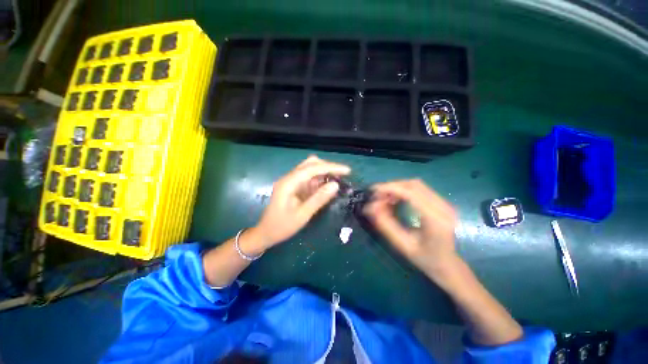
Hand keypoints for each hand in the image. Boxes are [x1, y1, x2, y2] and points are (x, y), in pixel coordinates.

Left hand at [252, 156, 350, 249]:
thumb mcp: (302, 215)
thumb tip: (336, 185)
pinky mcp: (294, 186)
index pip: (312, 168)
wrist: (266, 233)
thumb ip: (319, 198)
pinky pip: (309, 179)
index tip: (347, 171)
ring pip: (310, 169)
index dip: (331, 167)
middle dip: (328, 167)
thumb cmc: (282, 226)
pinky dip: (319, 180)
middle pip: (310, 164)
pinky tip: (327, 186)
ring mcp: (291, 181)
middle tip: (343, 175)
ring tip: (338, 180)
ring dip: (324, 173)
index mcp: (289, 183)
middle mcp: (289, 178)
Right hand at [363, 179, 458, 278]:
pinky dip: (404, 190)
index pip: (411, 193)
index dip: (390, 188)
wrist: (448, 265)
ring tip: (385, 198)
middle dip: (392, 186)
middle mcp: (444, 207)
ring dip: (397, 188)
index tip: (373, 191)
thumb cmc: (425, 259)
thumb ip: (385, 225)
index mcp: (436, 220)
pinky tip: (396, 200)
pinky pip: (420, 189)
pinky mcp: (442, 202)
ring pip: (416, 185)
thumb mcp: (402, 245)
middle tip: (377, 196)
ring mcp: (445, 203)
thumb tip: (370, 207)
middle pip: (414, 185)